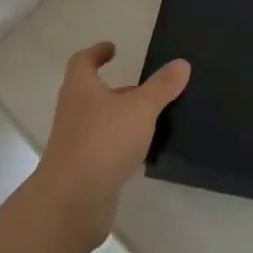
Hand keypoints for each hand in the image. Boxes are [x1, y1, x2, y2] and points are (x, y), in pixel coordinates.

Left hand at [34, 41, 189, 245]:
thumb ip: (161, 86)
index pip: (83, 61)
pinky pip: (106, 150)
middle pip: (93, 93)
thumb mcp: (140, 108)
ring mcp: (77, 143)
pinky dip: (123, 147)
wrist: (72, 203)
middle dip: (118, 89)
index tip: (113, 49)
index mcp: (81, 89)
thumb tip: (181, 63)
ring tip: (154, 119)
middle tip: (146, 88)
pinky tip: (146, 154)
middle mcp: (74, 112)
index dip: (97, 52)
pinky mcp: (84, 171)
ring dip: (123, 119)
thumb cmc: (103, 142)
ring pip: (102, 123)